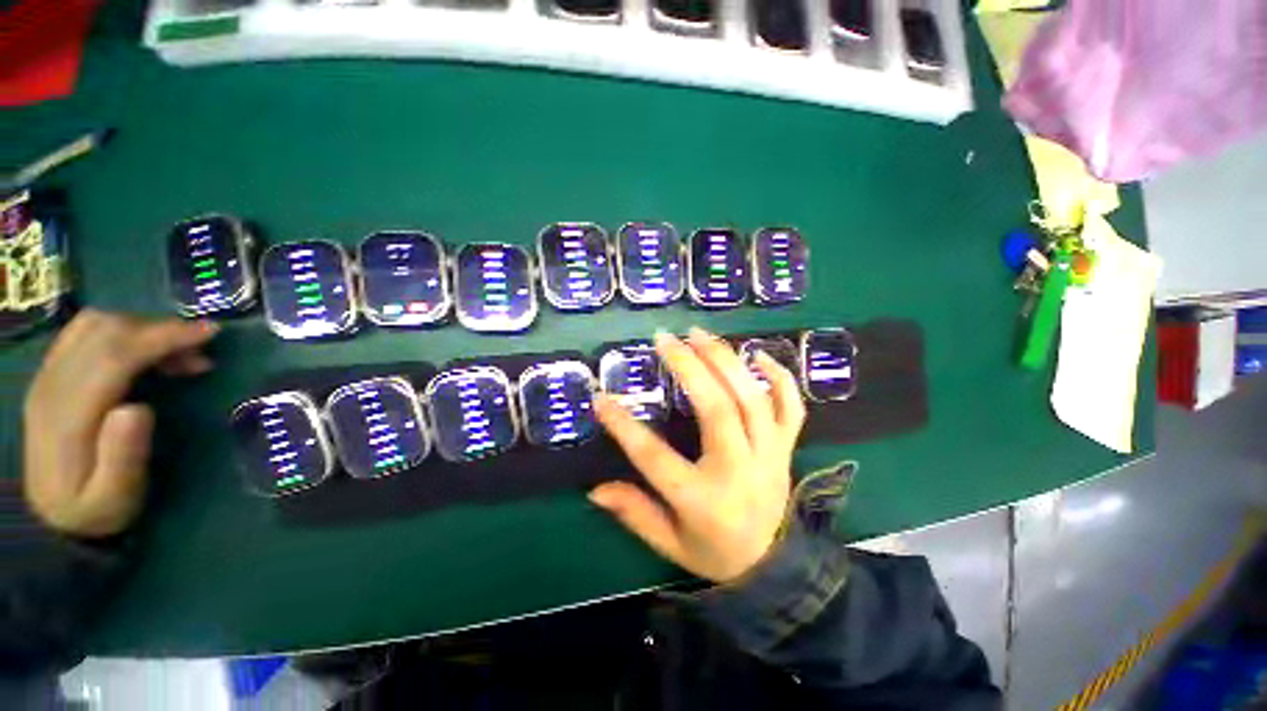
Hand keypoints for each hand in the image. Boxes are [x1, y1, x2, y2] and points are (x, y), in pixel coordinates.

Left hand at [22, 310, 219, 537]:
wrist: (49, 517)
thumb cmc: (93, 509)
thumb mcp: (114, 497)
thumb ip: (123, 455)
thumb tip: (139, 408)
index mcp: (68, 414)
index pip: (114, 355)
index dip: (162, 337)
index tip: (209, 334)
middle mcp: (52, 384)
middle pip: (104, 331)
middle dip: (158, 329)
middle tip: (201, 348)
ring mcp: (47, 375)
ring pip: (94, 325)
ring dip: (141, 327)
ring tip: (176, 353)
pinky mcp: (51, 374)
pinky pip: (85, 333)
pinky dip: (123, 331)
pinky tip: (145, 353)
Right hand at [590, 327, 806, 582]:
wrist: (773, 568)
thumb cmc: (714, 552)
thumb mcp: (669, 544)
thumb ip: (634, 513)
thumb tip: (594, 490)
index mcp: (702, 500)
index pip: (654, 457)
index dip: (623, 426)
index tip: (601, 398)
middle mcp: (739, 470)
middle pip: (716, 409)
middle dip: (688, 367)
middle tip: (665, 339)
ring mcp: (769, 455)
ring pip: (751, 399)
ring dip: (725, 360)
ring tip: (699, 334)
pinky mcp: (787, 447)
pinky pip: (791, 407)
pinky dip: (780, 377)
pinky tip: (758, 354)